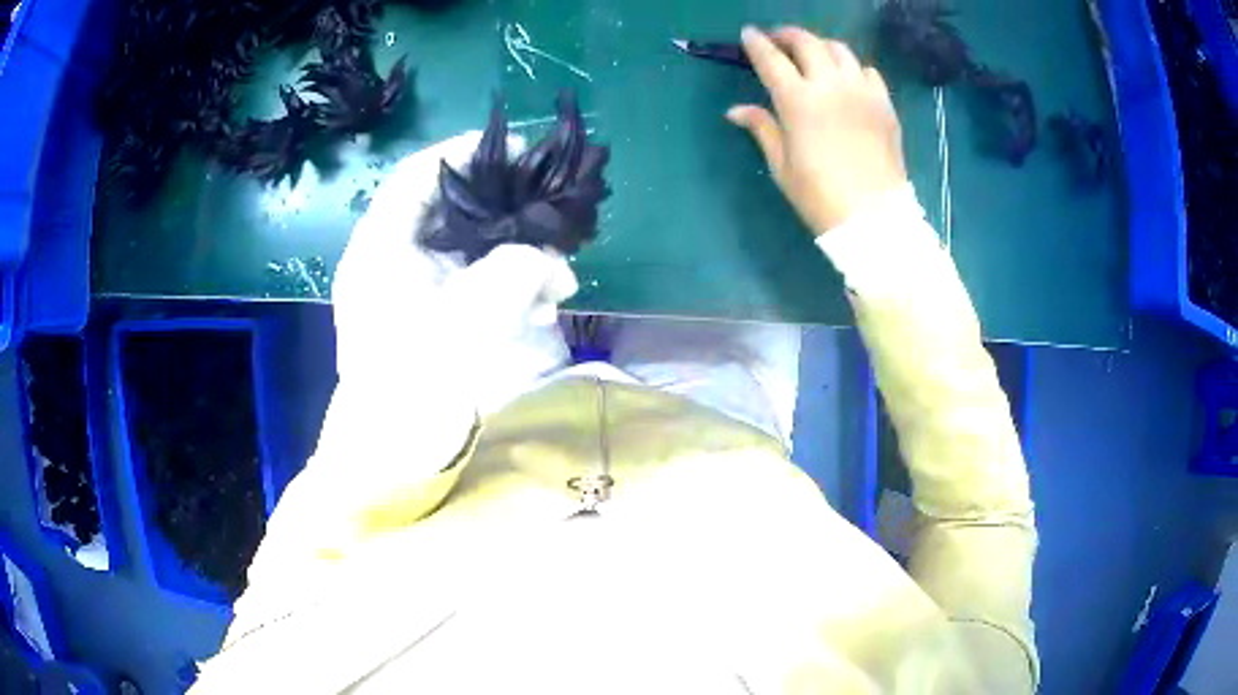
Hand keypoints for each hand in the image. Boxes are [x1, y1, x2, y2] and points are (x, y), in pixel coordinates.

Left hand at [333, 131, 575, 398]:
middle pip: (447, 210)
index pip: (419, 173)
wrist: (392, 457)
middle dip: (505, 215)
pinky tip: (537, 308)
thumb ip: (521, 268)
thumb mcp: (476, 315)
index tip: (517, 151)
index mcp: (380, 245)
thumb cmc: (418, 381)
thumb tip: (549, 257)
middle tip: (548, 222)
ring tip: (556, 282)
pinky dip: (499, 289)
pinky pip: (463, 284)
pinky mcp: (420, 318)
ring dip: (511, 259)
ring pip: (463, 250)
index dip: (467, 152)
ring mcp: (402, 290)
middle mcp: (386, 258)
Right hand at [727, 26, 907, 235]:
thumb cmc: (820, 196)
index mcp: (798, 101)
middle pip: (806, 42)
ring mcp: (861, 92)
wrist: (874, 217)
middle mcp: (830, 86)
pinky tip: (847, 79)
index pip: (770, 59)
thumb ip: (762, 128)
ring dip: (820, 46)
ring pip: (839, 49)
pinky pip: (867, 71)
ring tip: (813, 55)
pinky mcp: (884, 104)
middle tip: (778, 40)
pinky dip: (852, 67)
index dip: (756, 43)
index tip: (748, 34)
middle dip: (787, 35)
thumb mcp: (782, 165)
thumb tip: (735, 110)